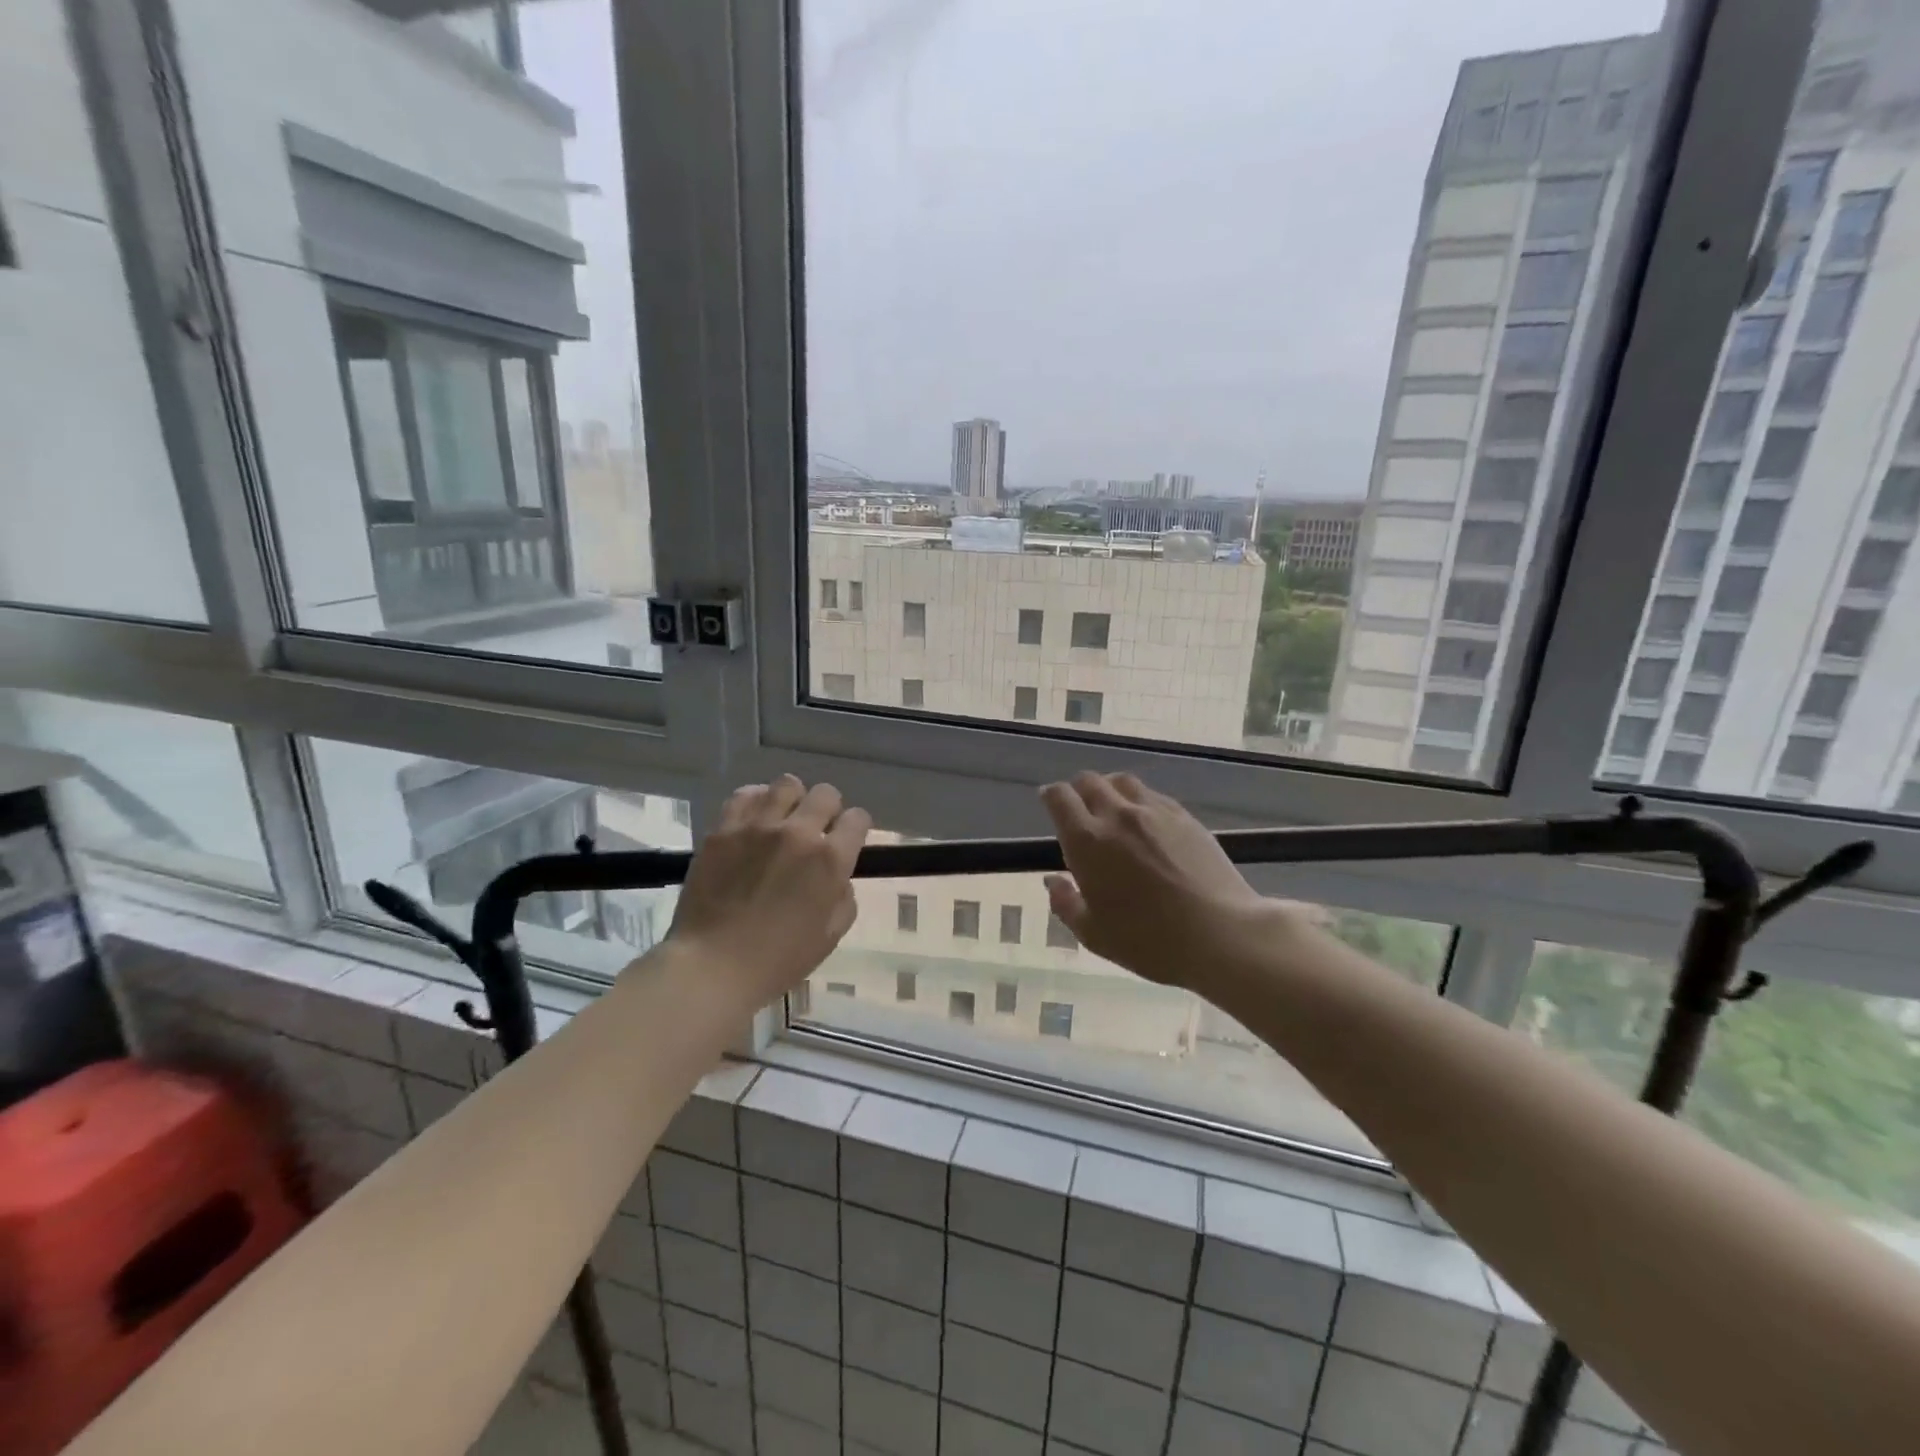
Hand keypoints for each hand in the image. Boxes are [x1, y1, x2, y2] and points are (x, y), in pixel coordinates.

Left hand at [667, 776, 871, 1005]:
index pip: (858, 819)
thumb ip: (844, 898)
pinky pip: (745, 795)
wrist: (713, 965)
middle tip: (816, 831)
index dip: (855, 829)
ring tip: (783, 820)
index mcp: (830, 859)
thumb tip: (838, 877)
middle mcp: (798, 832)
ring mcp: (758, 826)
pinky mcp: (724, 829)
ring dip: (793, 800)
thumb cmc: (778, 959)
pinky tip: (754, 820)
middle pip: (825, 794)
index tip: (846, 841)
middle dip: (828, 810)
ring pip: (787, 784)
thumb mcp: (830, 936)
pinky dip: (756, 801)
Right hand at [1040, 772, 1278, 989]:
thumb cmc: (1149, 941)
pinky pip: (1153, 795)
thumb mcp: (1094, 935)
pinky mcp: (1185, 816)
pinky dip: (1139, 800)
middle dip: (1077, 790)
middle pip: (1089, 781)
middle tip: (1079, 810)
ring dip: (1109, 789)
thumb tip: (1053, 881)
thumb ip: (1066, 904)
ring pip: (1122, 781)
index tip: (1049, 804)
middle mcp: (1117, 816)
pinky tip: (1145, 822)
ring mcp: (1154, 812)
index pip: (1060, 797)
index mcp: (1087, 841)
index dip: (1051, 796)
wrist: (1220, 934)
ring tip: (1112, 809)